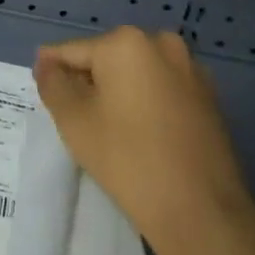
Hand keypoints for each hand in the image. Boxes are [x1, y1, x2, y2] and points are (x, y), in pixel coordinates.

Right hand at [34, 26, 254, 244]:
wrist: (202, 211)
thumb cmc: (128, 159)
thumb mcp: (73, 120)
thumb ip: (53, 83)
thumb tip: (47, 64)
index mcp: (125, 42)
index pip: (72, 51)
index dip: (53, 73)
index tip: (45, 96)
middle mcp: (161, 44)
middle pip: (106, 59)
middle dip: (88, 82)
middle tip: (76, 120)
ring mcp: (190, 69)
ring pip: (135, 74)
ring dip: (117, 92)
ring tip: (108, 131)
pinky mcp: (209, 97)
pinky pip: (161, 89)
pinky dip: (145, 103)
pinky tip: (140, 135)